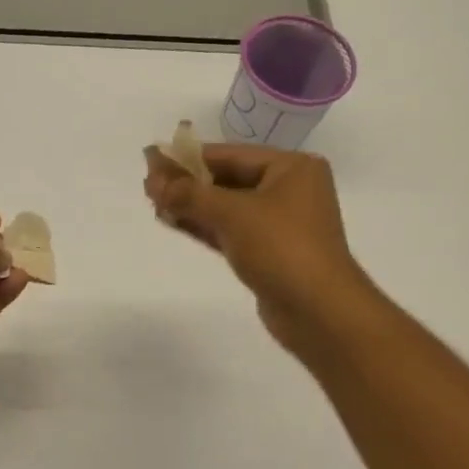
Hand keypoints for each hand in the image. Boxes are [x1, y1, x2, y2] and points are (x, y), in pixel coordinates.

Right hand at [143, 143, 369, 353]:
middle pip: (227, 179)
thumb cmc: (281, 248)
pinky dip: (202, 225)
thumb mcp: (232, 213)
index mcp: (292, 168)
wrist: (320, 312)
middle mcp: (289, 190)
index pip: (230, 155)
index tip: (152, 158)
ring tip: (153, 202)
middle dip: (187, 182)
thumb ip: (189, 194)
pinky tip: (171, 221)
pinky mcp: (268, 252)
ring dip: (191, 205)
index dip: (188, 157)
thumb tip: (153, 180)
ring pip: (226, 207)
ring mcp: (279, 223)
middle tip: (148, 184)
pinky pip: (229, 230)